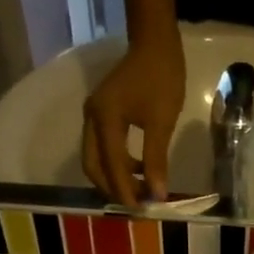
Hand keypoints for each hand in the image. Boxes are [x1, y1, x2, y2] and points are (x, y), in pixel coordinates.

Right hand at [82, 32, 184, 206]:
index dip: (124, 191)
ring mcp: (93, 115)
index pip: (111, 166)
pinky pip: (102, 147)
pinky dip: (116, 163)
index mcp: (104, 120)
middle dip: (112, 188)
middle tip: (136, 205)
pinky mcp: (101, 114)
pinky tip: (138, 170)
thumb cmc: (161, 78)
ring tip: (139, 191)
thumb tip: (157, 194)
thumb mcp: (162, 122)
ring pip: (95, 158)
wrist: (155, 42)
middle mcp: (91, 119)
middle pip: (93, 166)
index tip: (140, 210)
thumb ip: (156, 160)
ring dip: (114, 177)